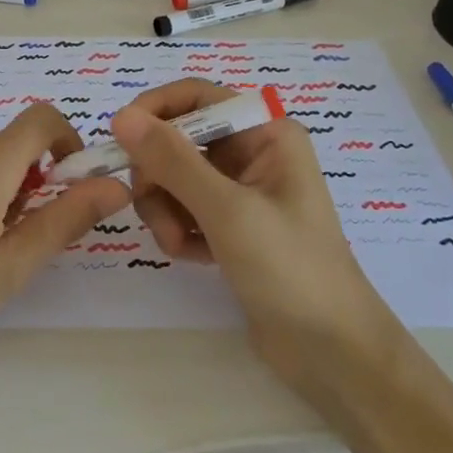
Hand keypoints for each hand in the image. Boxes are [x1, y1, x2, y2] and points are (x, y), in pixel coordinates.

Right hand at [111, 81, 395, 397]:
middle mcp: (253, 153)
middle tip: (153, 207)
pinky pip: (184, 209)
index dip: (154, 110)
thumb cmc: (290, 270)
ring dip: (166, 209)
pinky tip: (194, 258)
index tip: (119, 139)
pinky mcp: (231, 226)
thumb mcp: (228, 211)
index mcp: (266, 133)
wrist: (332, 355)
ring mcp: (241, 191)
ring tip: (179, 244)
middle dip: (159, 175)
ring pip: (175, 178)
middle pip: (178, 140)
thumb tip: (121, 116)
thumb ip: (172, 161)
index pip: (196, 97)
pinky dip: (179, 229)